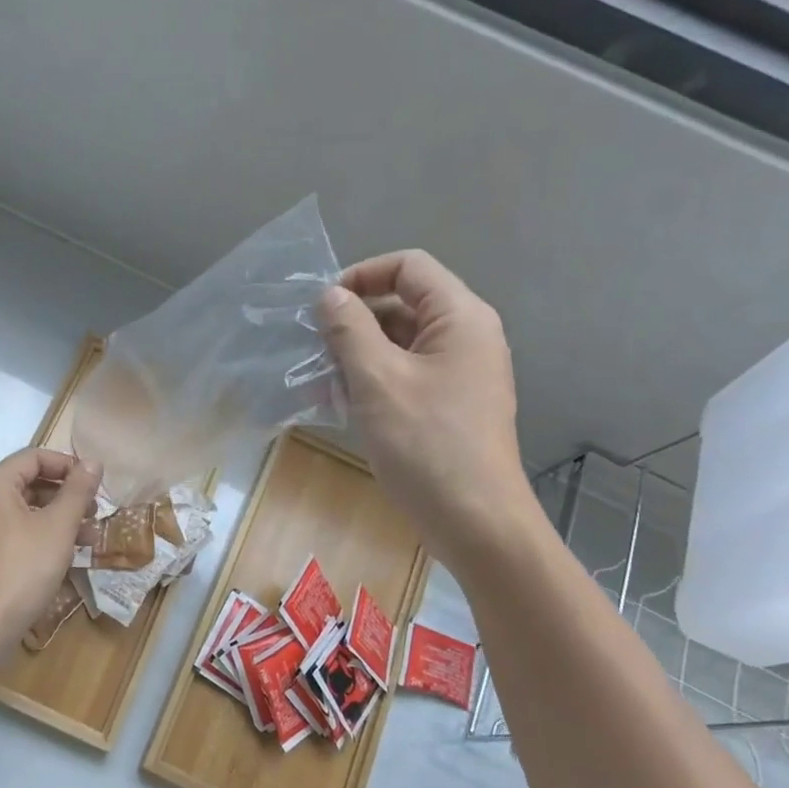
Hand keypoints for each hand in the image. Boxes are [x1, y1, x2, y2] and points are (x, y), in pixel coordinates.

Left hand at [0, 447, 102, 645]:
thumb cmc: (24, 567)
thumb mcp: (59, 526)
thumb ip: (77, 490)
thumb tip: (92, 462)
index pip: (34, 457)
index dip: (67, 465)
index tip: (94, 484)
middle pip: (30, 482)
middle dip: (67, 495)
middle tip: (95, 511)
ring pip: (27, 511)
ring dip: (61, 518)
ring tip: (91, 536)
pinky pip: (19, 533)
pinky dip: (45, 536)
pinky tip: (71, 554)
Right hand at [318, 252, 539, 570]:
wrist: (474, 520)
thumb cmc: (426, 443)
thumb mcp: (377, 380)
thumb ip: (349, 329)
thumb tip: (329, 296)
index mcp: (460, 317)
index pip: (408, 267)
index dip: (361, 276)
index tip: (321, 308)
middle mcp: (466, 336)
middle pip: (403, 304)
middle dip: (354, 323)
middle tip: (314, 351)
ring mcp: (461, 373)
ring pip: (400, 344)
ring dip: (357, 357)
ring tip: (321, 385)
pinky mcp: (450, 405)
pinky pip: (406, 376)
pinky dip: (373, 382)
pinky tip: (342, 407)